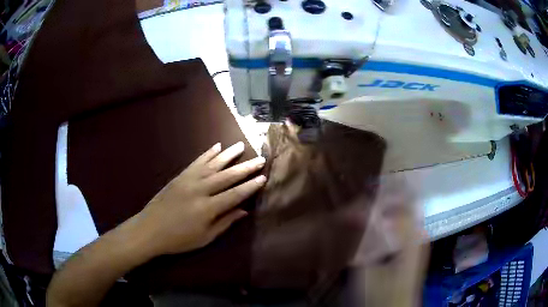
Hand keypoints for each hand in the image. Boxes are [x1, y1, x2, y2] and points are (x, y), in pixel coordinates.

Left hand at [130, 141, 265, 256]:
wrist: (150, 229)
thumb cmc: (179, 239)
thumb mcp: (205, 237)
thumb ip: (225, 222)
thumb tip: (244, 211)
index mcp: (208, 208)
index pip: (235, 194)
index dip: (250, 186)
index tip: (263, 177)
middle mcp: (200, 190)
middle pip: (227, 176)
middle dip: (245, 167)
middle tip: (260, 159)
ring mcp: (189, 180)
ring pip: (213, 164)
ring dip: (229, 154)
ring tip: (241, 145)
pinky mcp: (180, 176)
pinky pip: (197, 162)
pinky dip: (208, 153)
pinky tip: (217, 146)